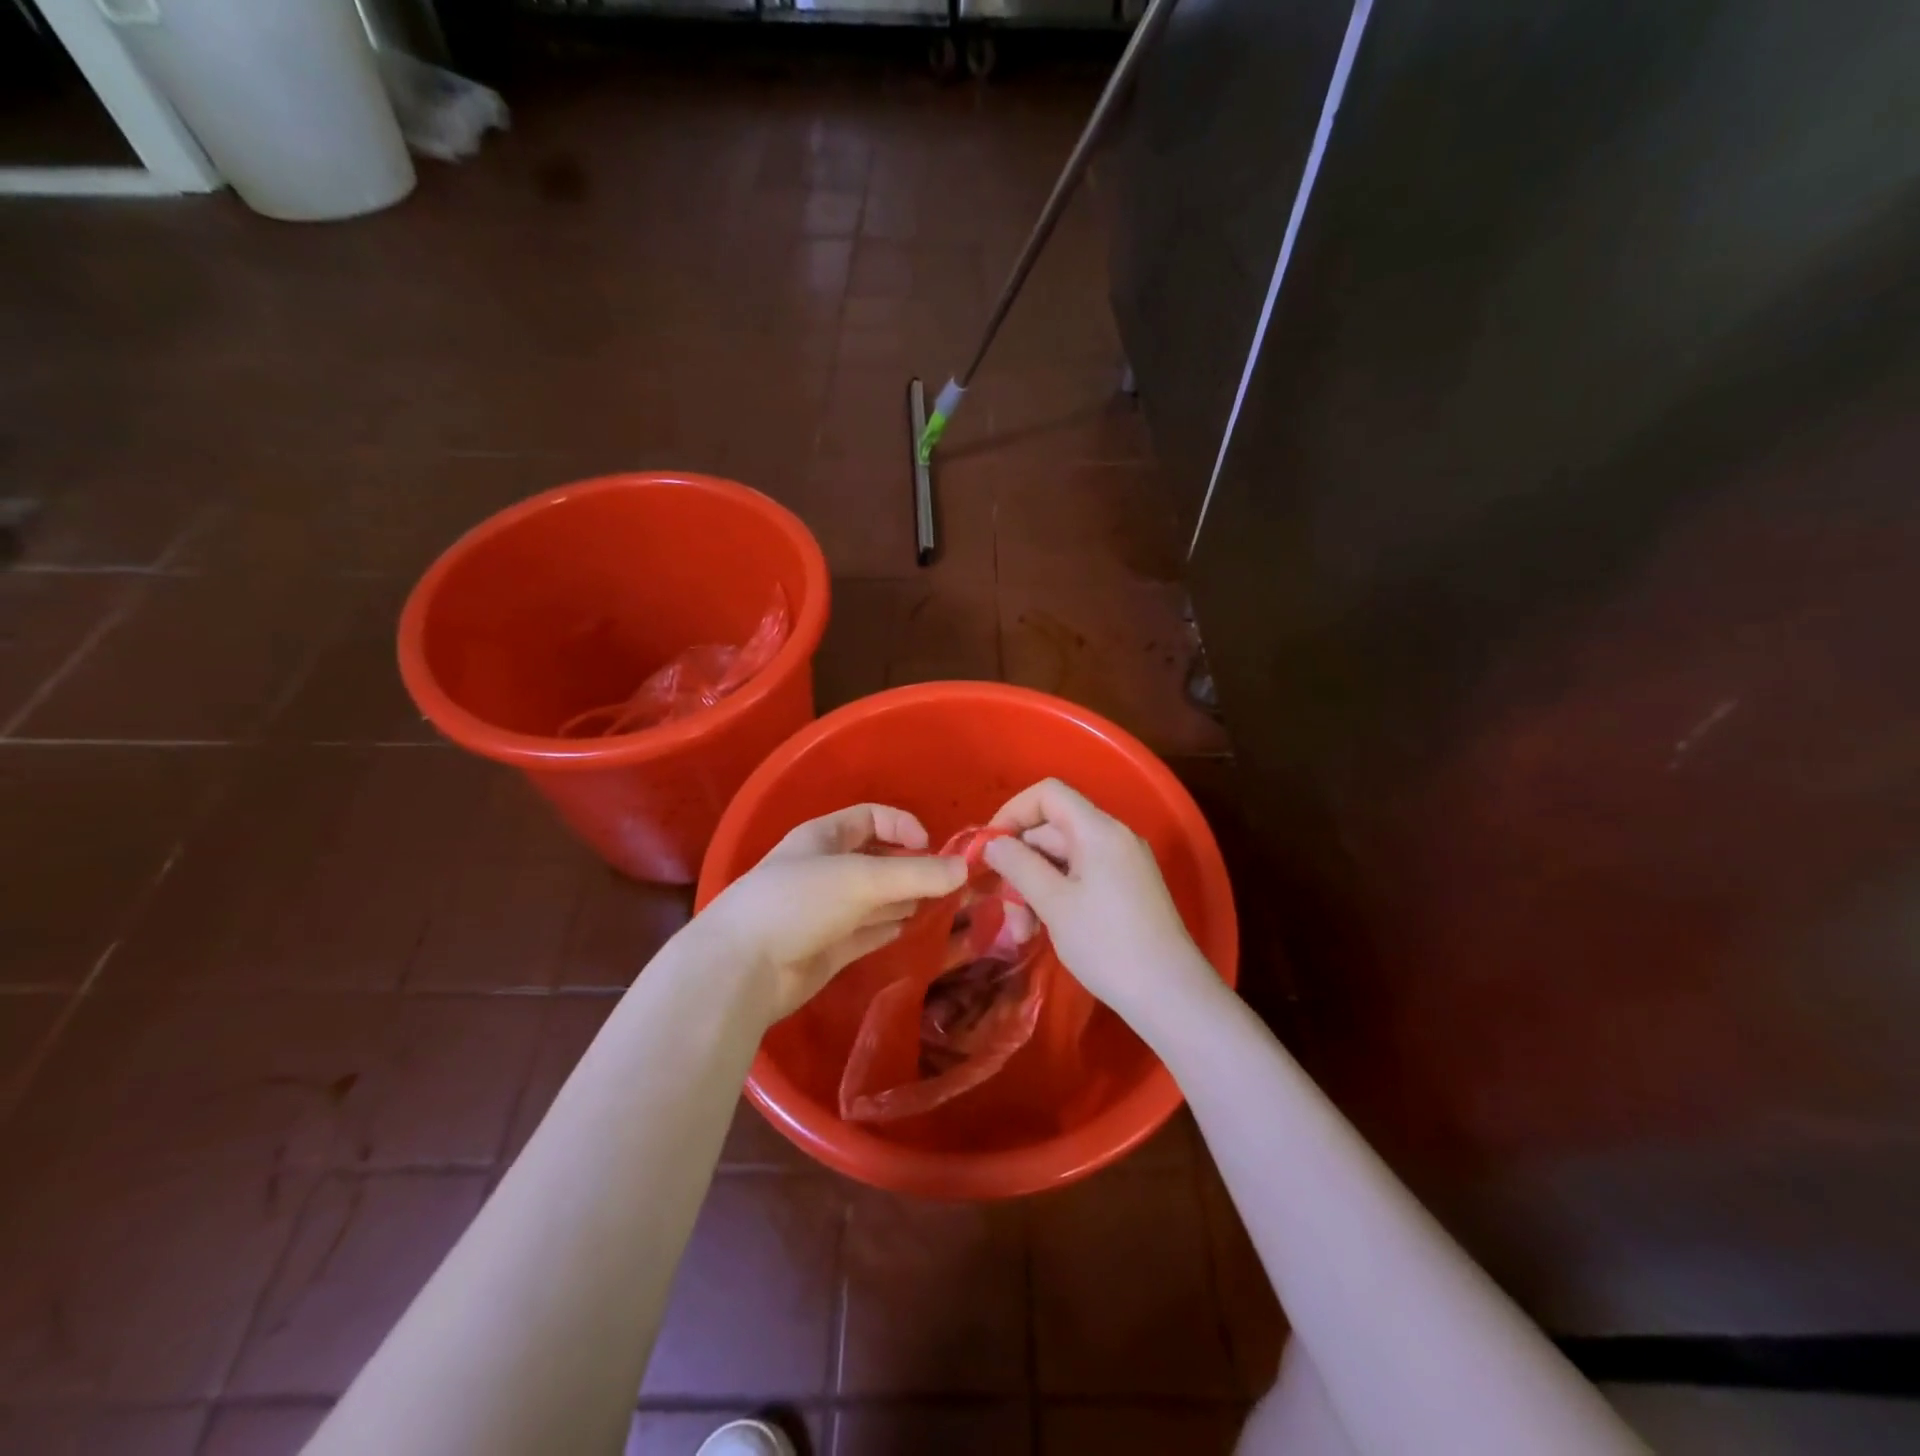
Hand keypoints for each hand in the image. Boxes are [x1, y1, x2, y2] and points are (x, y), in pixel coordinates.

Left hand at [702, 803, 967, 1022]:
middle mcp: (824, 869)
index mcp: (822, 837)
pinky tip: (910, 929)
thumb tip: (965, 869)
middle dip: (911, 867)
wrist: (741, 969)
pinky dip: (888, 927)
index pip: (870, 817)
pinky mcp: (827, 947)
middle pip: (876, 859)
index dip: (903, 826)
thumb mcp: (861, 879)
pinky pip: (866, 931)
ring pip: (874, 898)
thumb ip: (916, 874)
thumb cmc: (798, 903)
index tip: (930, 849)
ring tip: (940, 906)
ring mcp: (824, 910)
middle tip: (948, 884)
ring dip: (904, 898)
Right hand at [983, 779, 1217, 1028]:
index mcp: (1099, 830)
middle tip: (1005, 910)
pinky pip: (1082, 877)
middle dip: (1021, 864)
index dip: (1013, 812)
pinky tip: (1046, 930)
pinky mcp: (1128, 889)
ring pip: (1064, 859)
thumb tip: (993, 842)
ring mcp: (1124, 864)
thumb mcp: (1054, 904)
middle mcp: (1114, 837)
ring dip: (1036, 888)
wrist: (1172, 995)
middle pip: (1053, 830)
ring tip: (1024, 932)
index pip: (1048, 794)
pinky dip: (1058, 896)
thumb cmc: (1108, 945)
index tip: (990, 848)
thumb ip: (1019, 866)